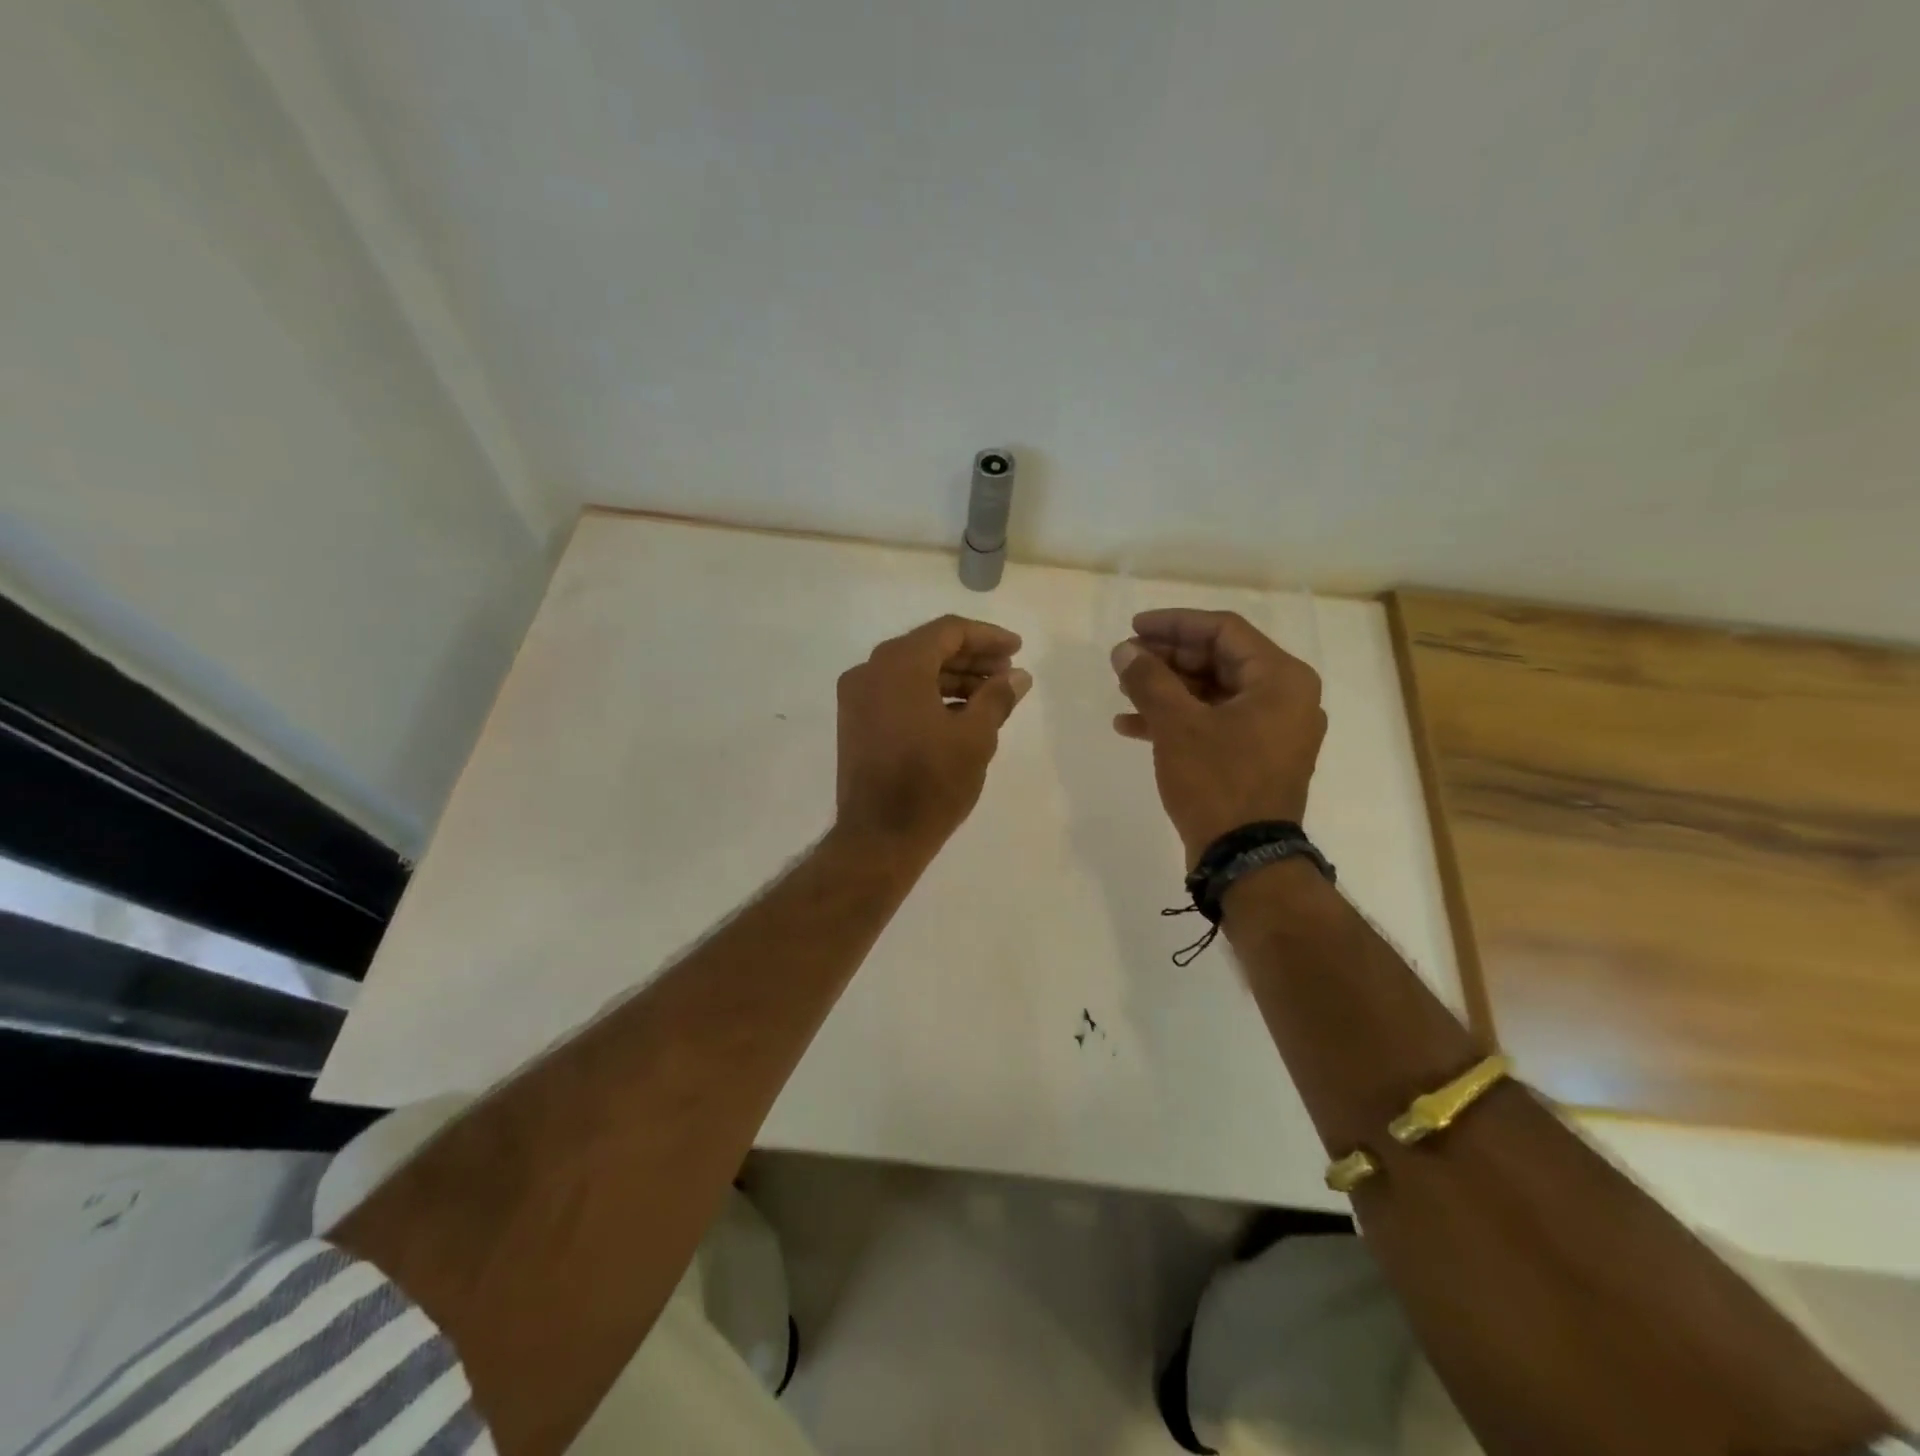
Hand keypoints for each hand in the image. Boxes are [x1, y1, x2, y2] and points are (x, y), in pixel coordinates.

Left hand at [835, 615, 1031, 853]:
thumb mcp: (975, 737)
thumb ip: (997, 697)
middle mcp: (870, 671)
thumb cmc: (931, 783)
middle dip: (972, 658)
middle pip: (928, 648)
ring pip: (912, 673)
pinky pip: (898, 694)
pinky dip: (929, 696)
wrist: (879, 837)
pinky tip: (961, 713)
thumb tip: (1018, 676)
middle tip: (1008, 673)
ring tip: (992, 695)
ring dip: (953, 679)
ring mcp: (857, 698)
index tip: (1017, 650)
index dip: (987, 637)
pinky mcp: (856, 723)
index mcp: (897, 664)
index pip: (948, 631)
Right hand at [1110, 609, 1325, 862]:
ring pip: (1212, 693)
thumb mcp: (1177, 725)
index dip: (1174, 624)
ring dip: (1166, 689)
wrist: (1246, 859)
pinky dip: (1177, 720)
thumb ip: (1149, 680)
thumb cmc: (1218, 782)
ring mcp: (1271, 730)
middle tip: (1125, 660)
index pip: (1223, 631)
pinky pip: (1214, 723)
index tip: (1133, 627)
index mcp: (1280, 678)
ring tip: (1122, 690)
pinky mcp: (1255, 757)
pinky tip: (1132, 726)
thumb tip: (1125, 651)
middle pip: (1218, 660)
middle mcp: (1285, 697)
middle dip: (1166, 659)